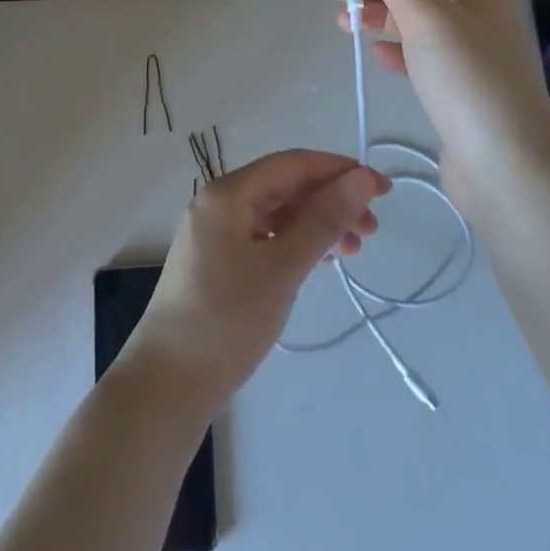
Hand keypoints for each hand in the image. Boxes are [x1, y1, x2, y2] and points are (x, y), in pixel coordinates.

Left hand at [118, 149, 389, 414]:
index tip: (381, 190)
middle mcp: (219, 204)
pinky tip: (320, 261)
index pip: (293, 164)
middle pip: (285, 187)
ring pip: (277, 214)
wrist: (167, 386)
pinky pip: (265, 238)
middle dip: (331, 201)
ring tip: (354, 251)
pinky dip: (296, 244)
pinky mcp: (218, 263)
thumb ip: (324, 220)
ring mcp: (216, 234)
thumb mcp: (282, 268)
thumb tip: (361, 178)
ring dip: (317, 224)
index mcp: (228, 193)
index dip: (340, 170)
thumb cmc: (227, 321)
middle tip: (372, 229)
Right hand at [333, 0, 549, 216]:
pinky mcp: (464, 92)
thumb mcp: (423, 16)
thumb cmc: (467, 82)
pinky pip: (425, 58)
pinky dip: (398, 50)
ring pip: (420, 24)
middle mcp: (480, 18)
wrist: (509, 171)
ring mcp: (474, 57)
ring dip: (382, 17)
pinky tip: (377, 55)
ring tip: (343, 22)